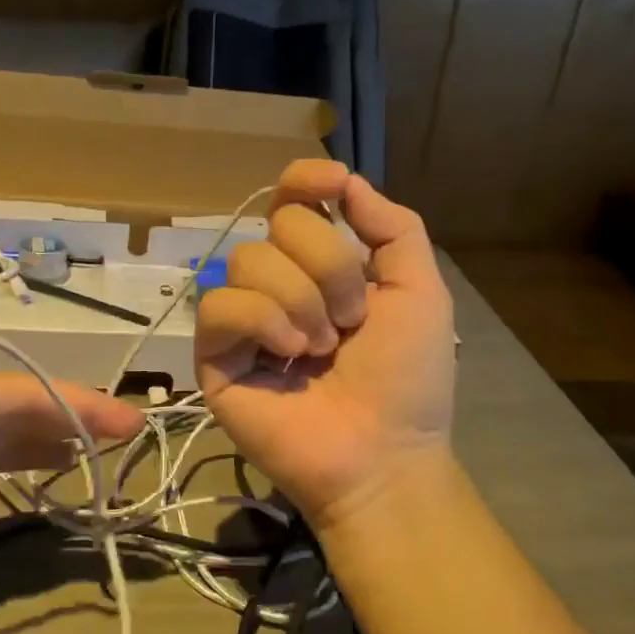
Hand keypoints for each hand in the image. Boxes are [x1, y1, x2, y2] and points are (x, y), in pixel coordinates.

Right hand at [197, 160, 454, 530]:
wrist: (384, 453)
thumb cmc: (407, 378)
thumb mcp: (419, 291)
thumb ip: (393, 228)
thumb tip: (346, 181)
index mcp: (321, 267)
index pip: (292, 202)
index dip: (304, 180)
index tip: (332, 185)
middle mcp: (278, 284)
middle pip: (278, 226)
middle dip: (328, 267)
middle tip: (350, 322)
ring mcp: (244, 321)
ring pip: (247, 261)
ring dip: (300, 301)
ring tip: (322, 349)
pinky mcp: (215, 356)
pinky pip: (220, 305)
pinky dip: (262, 321)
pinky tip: (289, 356)